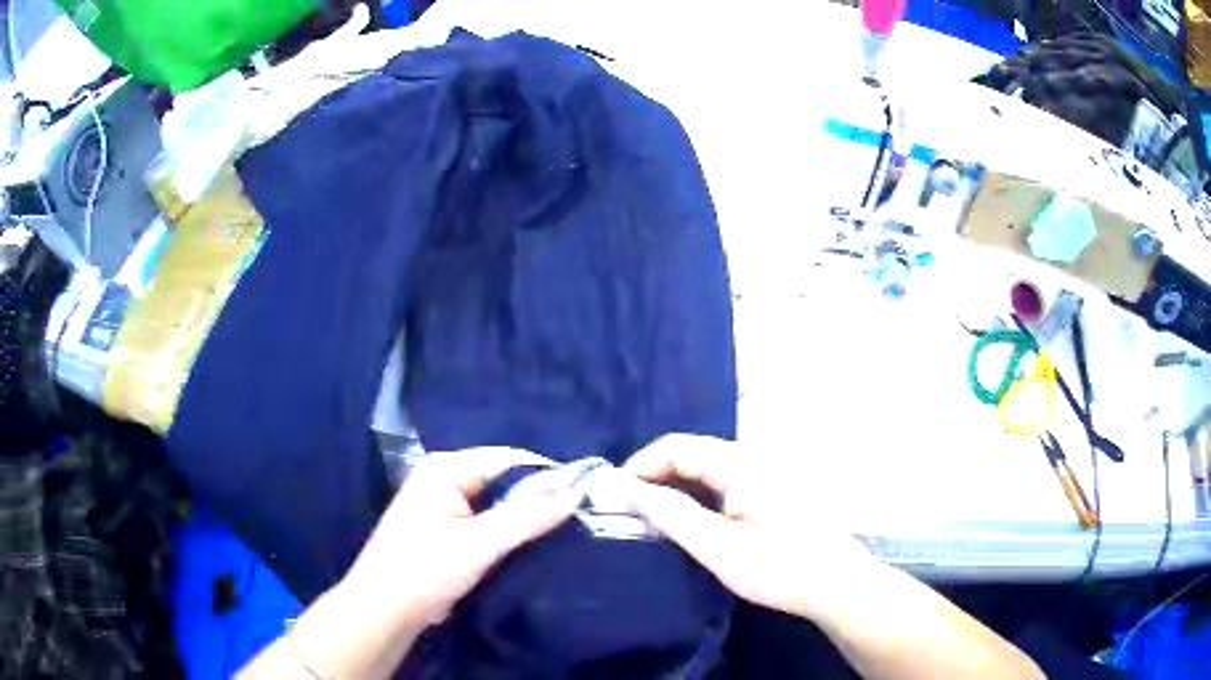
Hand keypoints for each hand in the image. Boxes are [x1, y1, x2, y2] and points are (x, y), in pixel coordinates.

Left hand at [340, 447, 581, 629]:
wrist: (384, 611)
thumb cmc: (426, 569)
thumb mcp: (480, 543)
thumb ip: (529, 517)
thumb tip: (577, 493)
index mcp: (445, 469)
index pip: (507, 459)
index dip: (546, 474)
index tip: (584, 494)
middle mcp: (442, 479)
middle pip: (501, 480)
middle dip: (536, 497)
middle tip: (577, 515)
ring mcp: (441, 506)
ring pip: (494, 503)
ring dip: (523, 517)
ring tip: (563, 529)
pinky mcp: (443, 531)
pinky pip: (484, 522)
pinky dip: (507, 531)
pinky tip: (531, 544)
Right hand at [625, 434, 877, 618]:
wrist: (837, 585)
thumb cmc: (781, 568)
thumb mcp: (720, 548)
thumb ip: (672, 515)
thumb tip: (625, 488)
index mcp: (741, 463)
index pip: (676, 446)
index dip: (640, 467)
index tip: (614, 498)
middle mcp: (752, 458)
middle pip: (690, 455)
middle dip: (654, 478)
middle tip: (627, 514)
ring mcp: (763, 475)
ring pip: (705, 471)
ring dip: (674, 490)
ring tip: (649, 521)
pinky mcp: (769, 493)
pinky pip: (721, 485)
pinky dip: (696, 499)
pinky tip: (687, 525)